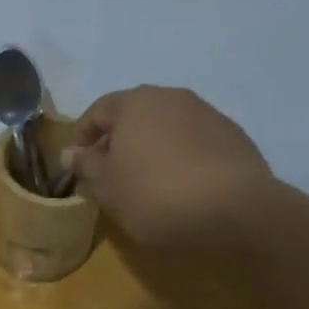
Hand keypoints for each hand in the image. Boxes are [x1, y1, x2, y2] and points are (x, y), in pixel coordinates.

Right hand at [62, 85, 275, 250]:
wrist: (237, 211)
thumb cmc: (157, 195)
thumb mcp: (108, 187)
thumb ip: (86, 165)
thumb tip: (71, 151)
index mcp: (136, 102)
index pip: (99, 110)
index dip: (83, 135)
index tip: (78, 163)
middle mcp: (173, 97)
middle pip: (135, 115)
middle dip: (119, 141)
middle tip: (111, 174)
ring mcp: (208, 114)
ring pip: (168, 127)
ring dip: (153, 148)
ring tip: (148, 182)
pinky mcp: (234, 137)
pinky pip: (195, 142)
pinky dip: (182, 157)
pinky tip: (183, 186)